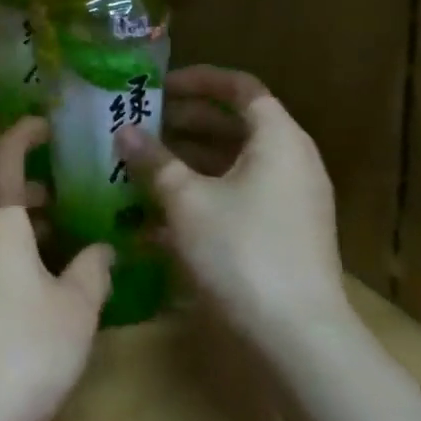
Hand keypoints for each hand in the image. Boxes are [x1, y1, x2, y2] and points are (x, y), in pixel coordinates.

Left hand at [0, 118, 113, 420]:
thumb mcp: (75, 312)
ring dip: (19, 232)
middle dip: (31, 193)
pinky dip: (5, 261)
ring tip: (55, 250)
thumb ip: (92, 272)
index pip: (5, 159)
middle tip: (65, 198)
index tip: (44, 124)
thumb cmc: (24, 351)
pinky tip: (27, 298)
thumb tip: (102, 249)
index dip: (23, 134)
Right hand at [116, 67, 347, 348]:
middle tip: (143, 123)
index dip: (200, 80)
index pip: (241, 87)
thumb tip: (123, 130)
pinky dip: (204, 194)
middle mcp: (292, 162)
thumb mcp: (186, 200)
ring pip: (235, 164)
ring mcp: (291, 201)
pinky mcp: (284, 234)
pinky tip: (159, 215)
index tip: (160, 85)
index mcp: (277, 139)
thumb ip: (153, 160)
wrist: (297, 340)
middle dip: (187, 121)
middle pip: (237, 125)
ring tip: (143, 164)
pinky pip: (240, 196)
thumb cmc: (241, 251)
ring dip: (190, 161)